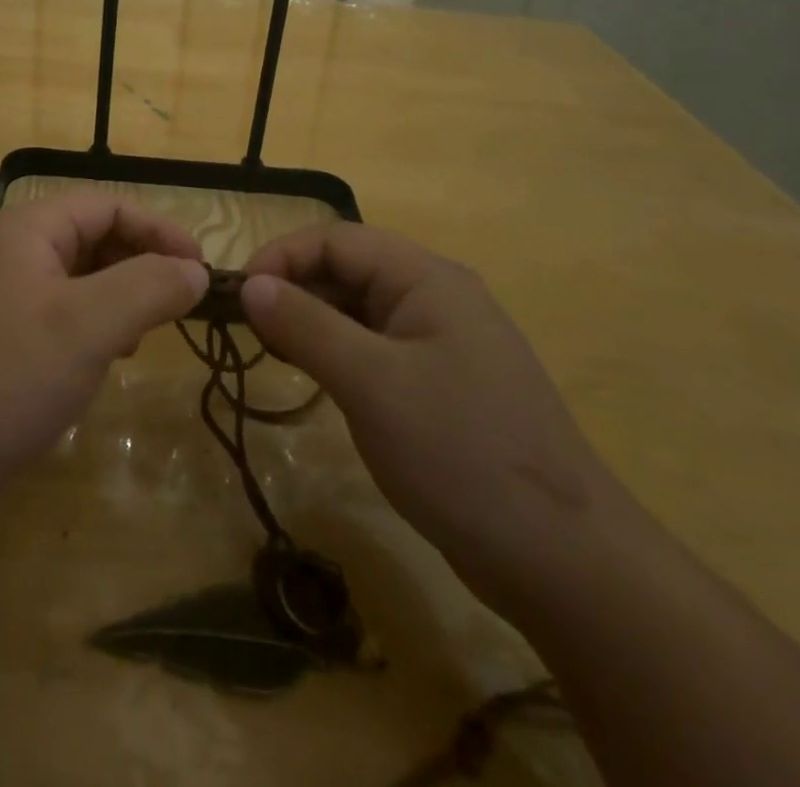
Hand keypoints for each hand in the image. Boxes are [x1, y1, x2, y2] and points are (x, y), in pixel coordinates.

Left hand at [0, 194, 208, 499]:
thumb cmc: (9, 377)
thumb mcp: (91, 325)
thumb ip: (151, 287)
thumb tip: (195, 271)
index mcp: (24, 228)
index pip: (107, 205)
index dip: (159, 231)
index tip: (200, 271)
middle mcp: (4, 249)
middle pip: (89, 236)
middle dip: (137, 266)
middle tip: (172, 308)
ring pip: (73, 277)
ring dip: (115, 298)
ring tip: (137, 338)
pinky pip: (52, 311)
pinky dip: (87, 325)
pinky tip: (97, 361)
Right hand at [241, 224, 634, 615]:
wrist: (562, 560)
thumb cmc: (460, 452)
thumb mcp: (372, 384)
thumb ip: (307, 325)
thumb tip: (250, 285)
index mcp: (426, 278)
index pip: (337, 240)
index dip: (282, 257)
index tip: (238, 296)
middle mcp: (435, 298)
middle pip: (348, 270)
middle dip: (293, 289)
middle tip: (247, 330)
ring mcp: (440, 343)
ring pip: (358, 310)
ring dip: (311, 322)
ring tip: (272, 353)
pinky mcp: (439, 385)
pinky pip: (374, 349)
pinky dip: (336, 354)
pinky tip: (313, 379)